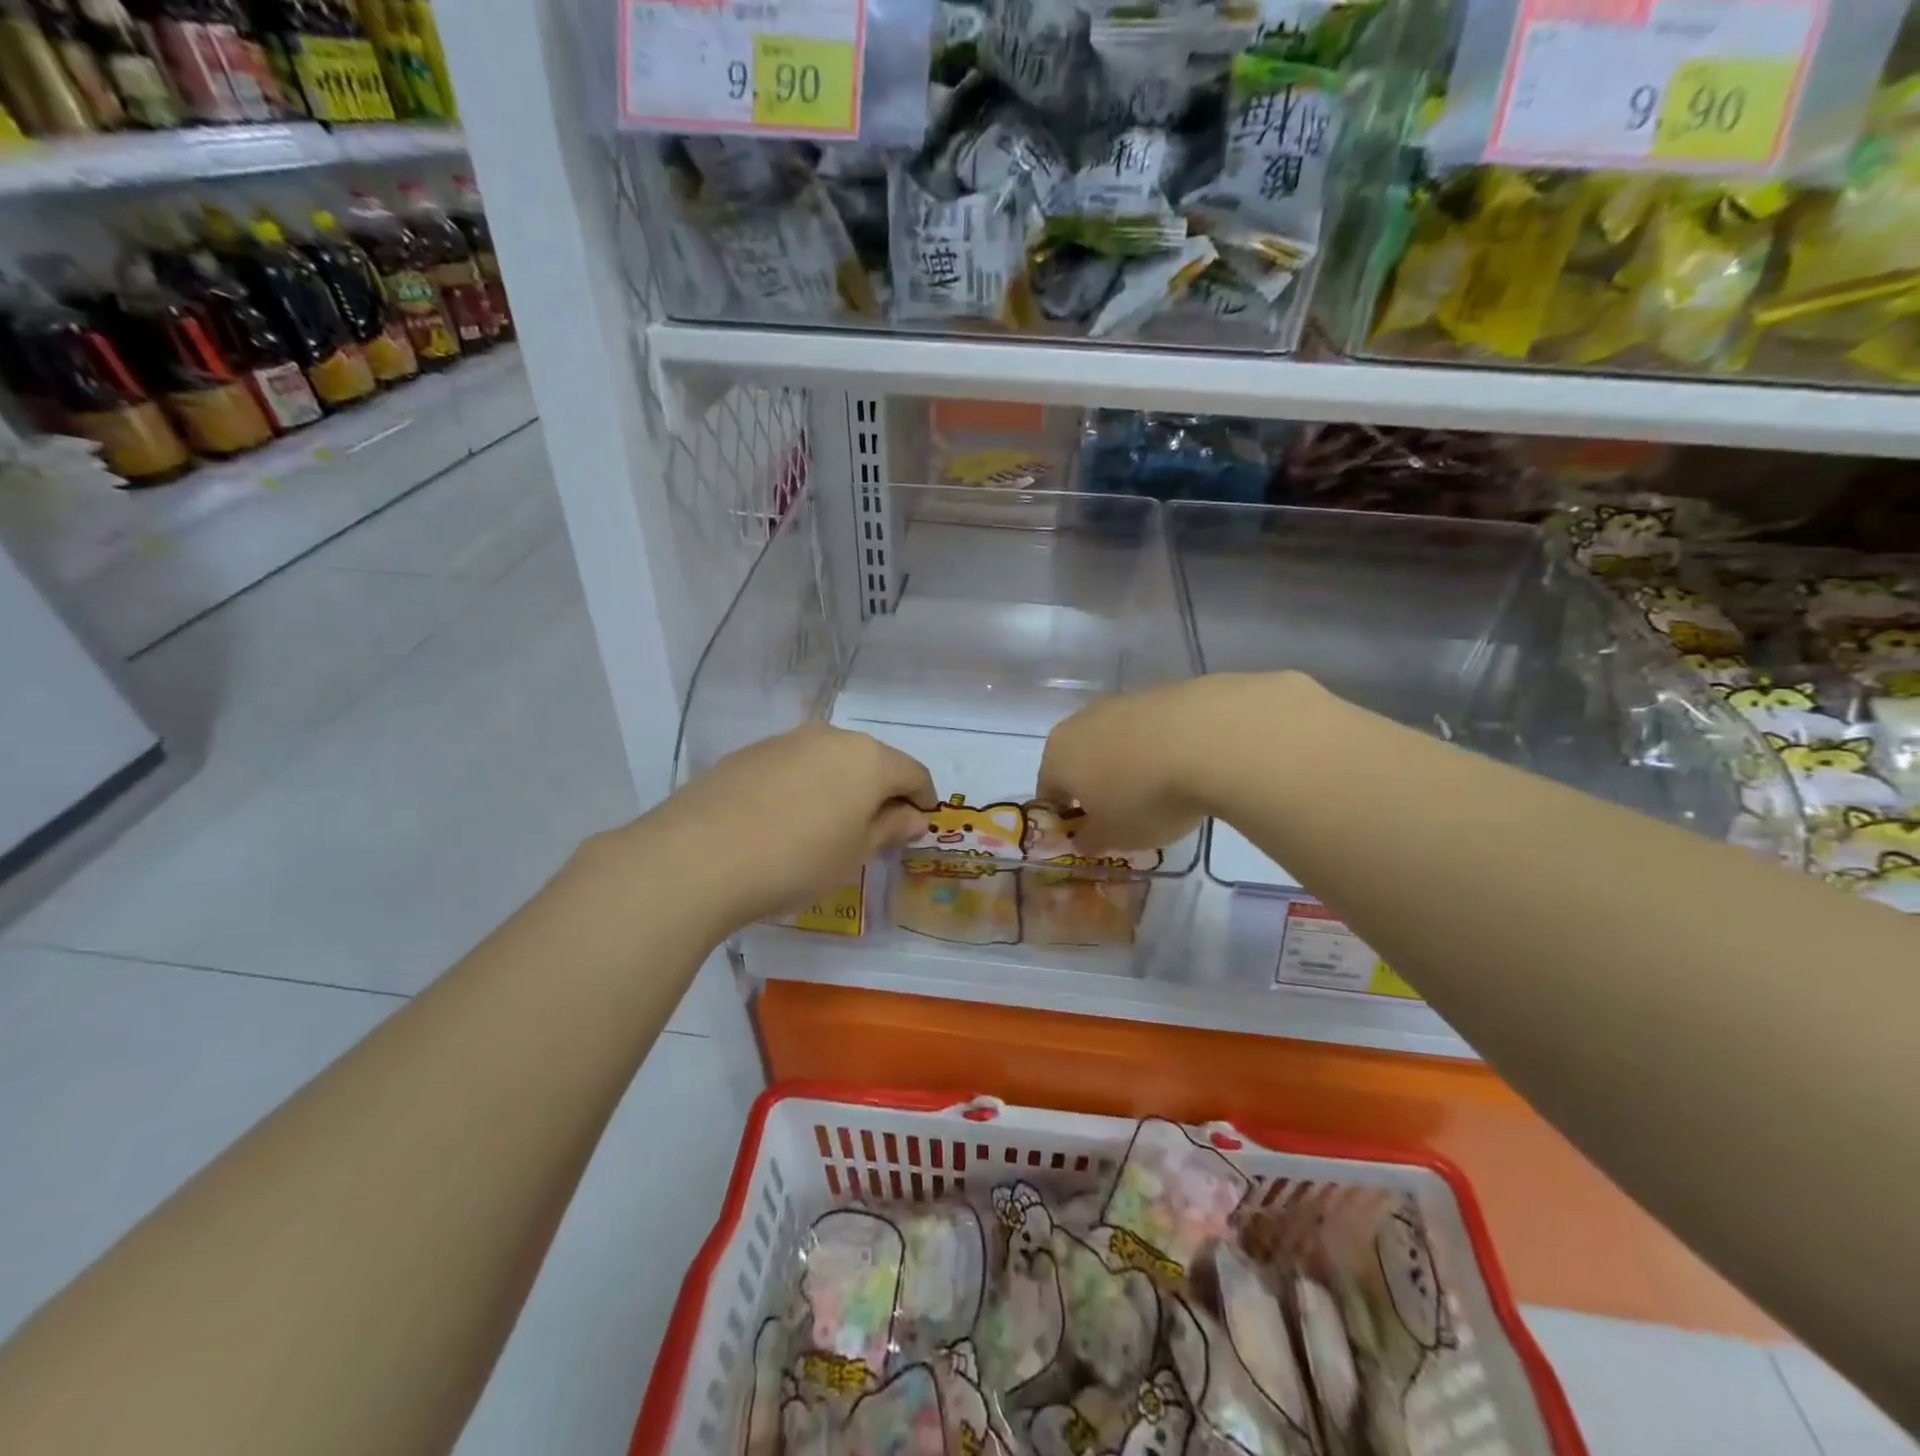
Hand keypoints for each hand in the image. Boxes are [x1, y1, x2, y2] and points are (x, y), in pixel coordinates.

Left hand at [635, 723, 935, 929]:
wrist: (698, 856)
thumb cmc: (797, 859)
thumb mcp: (854, 853)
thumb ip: (889, 829)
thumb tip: (913, 816)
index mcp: (868, 758)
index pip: (913, 772)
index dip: (923, 799)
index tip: (919, 825)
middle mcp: (830, 737)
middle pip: (871, 761)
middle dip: (879, 792)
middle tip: (873, 831)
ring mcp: (785, 741)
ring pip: (829, 761)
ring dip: (839, 787)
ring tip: (825, 828)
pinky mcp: (748, 753)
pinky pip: (793, 767)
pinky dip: (802, 788)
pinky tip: (783, 821)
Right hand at [1038, 674, 1303, 854]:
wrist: (1208, 738)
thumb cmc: (1145, 797)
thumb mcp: (1114, 836)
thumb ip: (1090, 839)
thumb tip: (1082, 836)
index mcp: (1058, 756)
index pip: (1048, 791)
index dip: (1064, 818)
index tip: (1088, 836)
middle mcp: (1081, 722)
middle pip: (1080, 760)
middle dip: (1095, 787)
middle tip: (1123, 815)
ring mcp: (1121, 702)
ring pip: (1115, 741)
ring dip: (1128, 765)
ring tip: (1161, 791)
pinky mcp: (1160, 692)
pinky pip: (1149, 729)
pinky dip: (1158, 748)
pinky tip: (1184, 767)